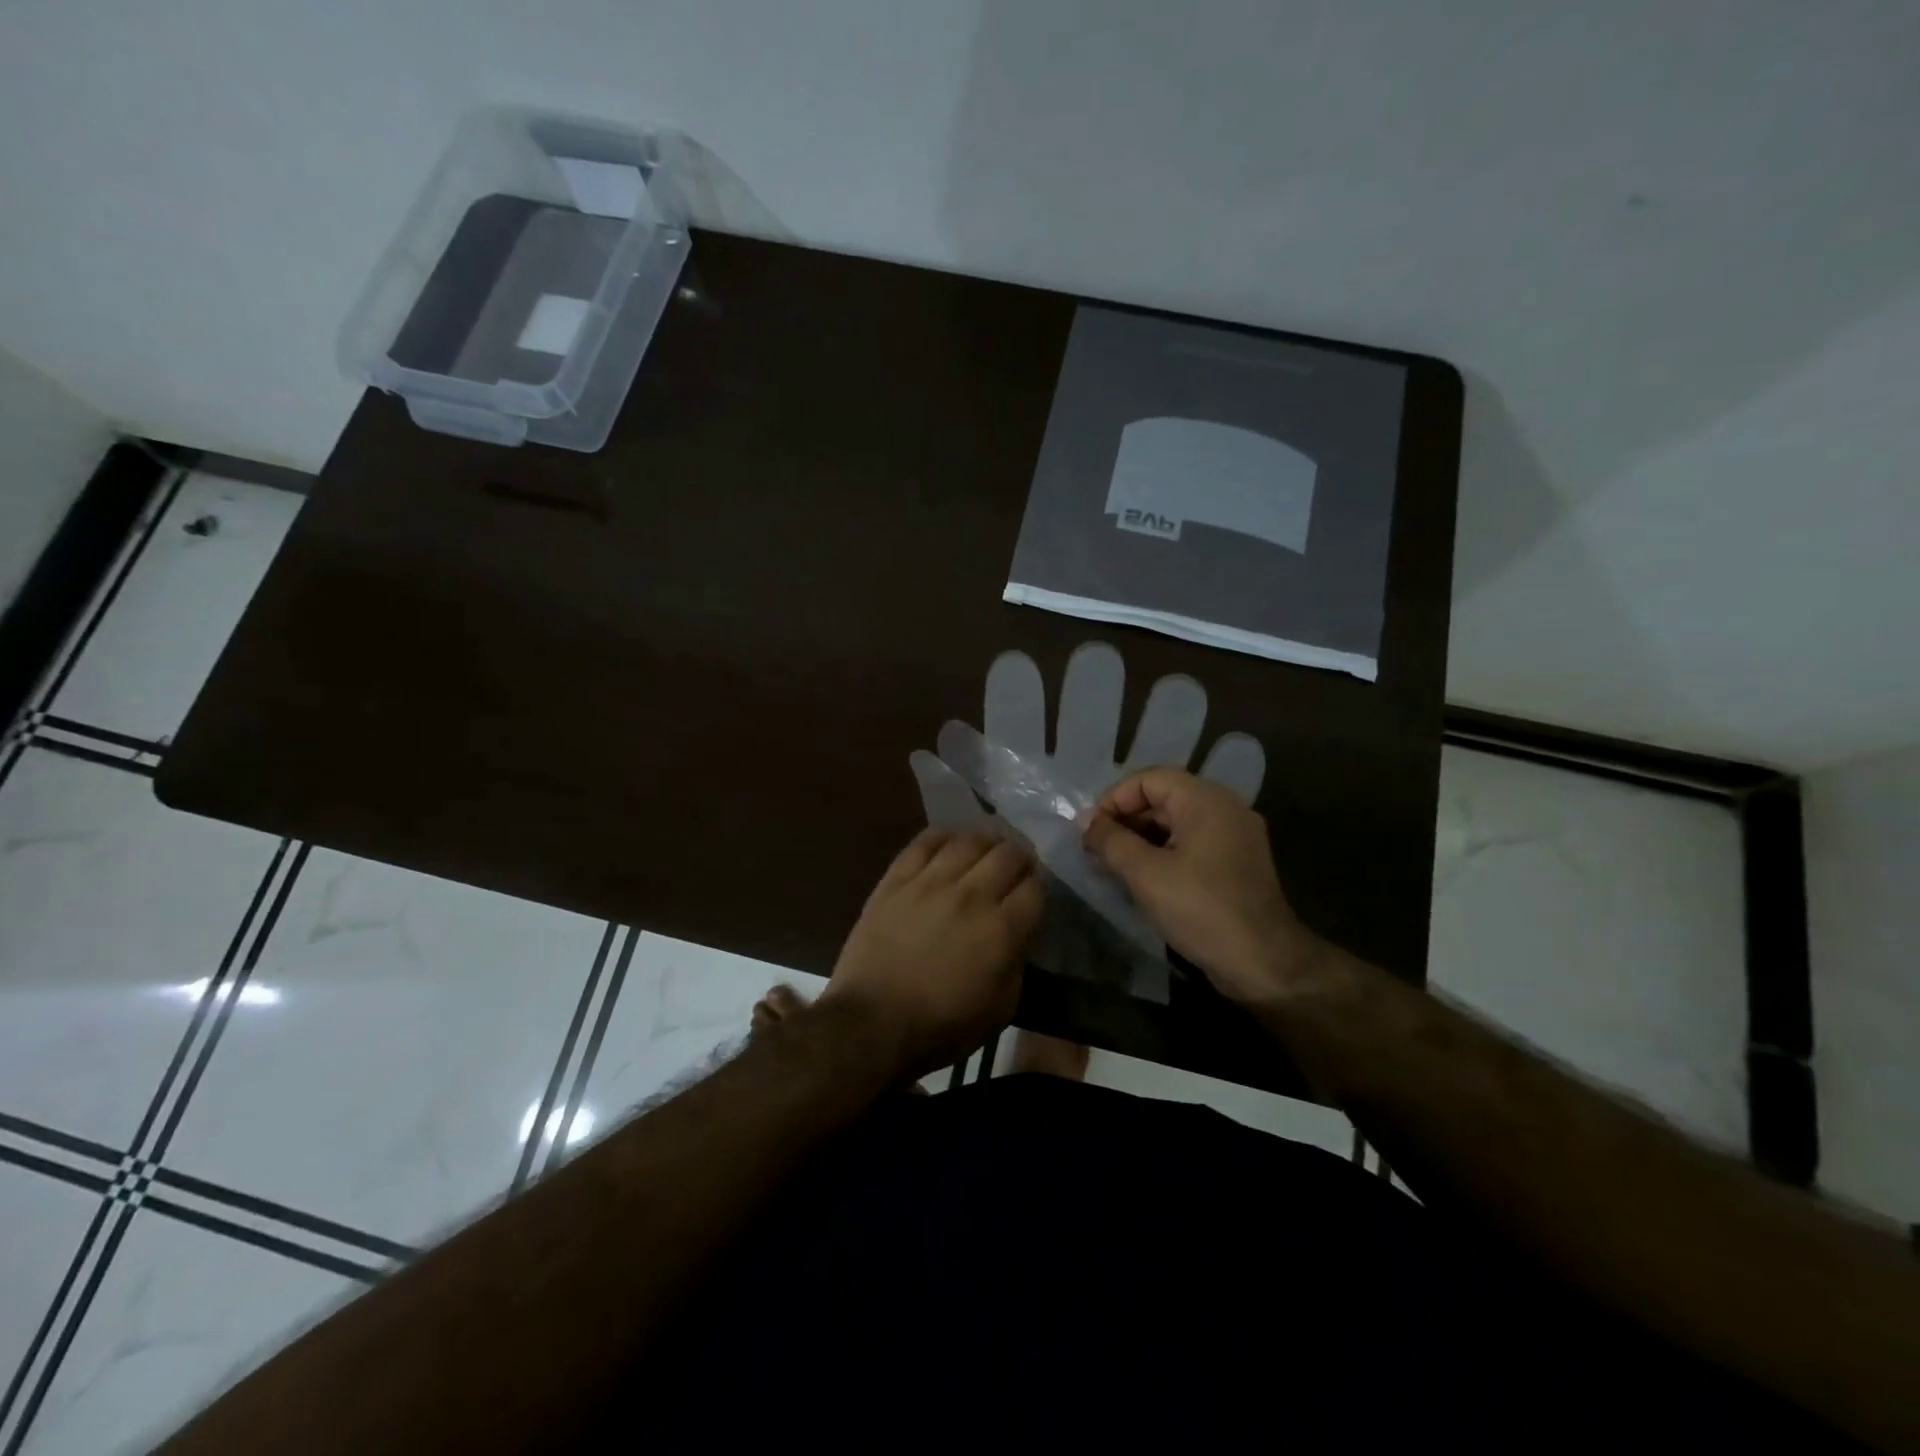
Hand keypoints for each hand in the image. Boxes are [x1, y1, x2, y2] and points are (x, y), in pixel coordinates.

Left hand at [822, 829, 1043, 1078]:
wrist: (871, 1024)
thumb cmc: (941, 1027)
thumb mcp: (1001, 1008)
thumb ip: (1018, 962)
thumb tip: (1019, 932)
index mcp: (1001, 929)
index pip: (1035, 887)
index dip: (1038, 887)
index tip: (1032, 894)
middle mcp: (971, 895)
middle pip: (1008, 854)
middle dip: (1019, 859)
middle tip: (1014, 869)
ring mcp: (930, 882)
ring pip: (969, 840)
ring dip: (986, 843)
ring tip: (984, 853)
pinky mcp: (896, 879)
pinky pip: (925, 842)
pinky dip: (944, 837)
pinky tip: (949, 845)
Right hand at [1082, 768, 1325, 1005]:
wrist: (1263, 963)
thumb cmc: (1201, 910)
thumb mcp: (1145, 874)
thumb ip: (1111, 841)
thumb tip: (1085, 821)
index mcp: (1206, 800)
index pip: (1148, 779)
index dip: (1113, 800)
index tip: (1090, 831)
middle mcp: (1225, 808)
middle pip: (1163, 797)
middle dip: (1125, 820)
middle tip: (1096, 849)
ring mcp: (1234, 835)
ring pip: (1176, 822)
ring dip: (1141, 838)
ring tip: (1112, 865)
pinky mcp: (1236, 862)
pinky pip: (1192, 843)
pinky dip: (1163, 852)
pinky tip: (1141, 878)